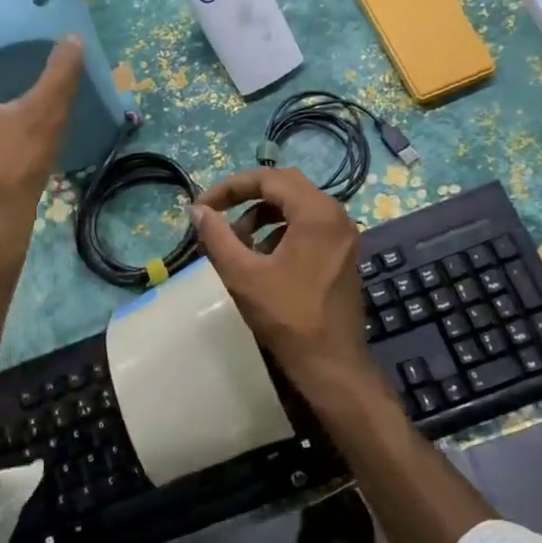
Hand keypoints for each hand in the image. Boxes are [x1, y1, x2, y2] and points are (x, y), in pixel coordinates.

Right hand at [190, 167, 377, 404]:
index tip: (203, 206)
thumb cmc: (287, 317)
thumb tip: (198, 210)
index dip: (231, 187)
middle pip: (285, 186)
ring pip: (296, 206)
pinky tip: (261, 258)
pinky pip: (308, 226)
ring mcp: (343, 235)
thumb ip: (217, 236)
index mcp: (316, 213)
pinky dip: (280, 231)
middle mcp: (336, 215)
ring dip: (262, 215)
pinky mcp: (342, 253)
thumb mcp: (242, 274)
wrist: (331, 364)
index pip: (269, 178)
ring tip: (236, 242)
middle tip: (217, 213)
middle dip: (246, 195)